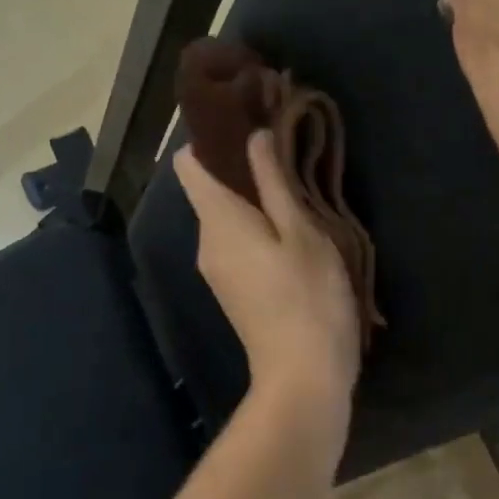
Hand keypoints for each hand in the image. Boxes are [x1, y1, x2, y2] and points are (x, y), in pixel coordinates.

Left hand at [176, 131, 360, 407]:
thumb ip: (274, 182)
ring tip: (296, 187)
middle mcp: (207, 241)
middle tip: (285, 150)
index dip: (210, 138)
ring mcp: (216, 269)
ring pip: (225, 216)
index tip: (245, 121)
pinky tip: (291, 229)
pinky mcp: (232, 288)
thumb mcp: (301, 232)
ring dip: (253, 198)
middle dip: (240, 166)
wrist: (302, 378)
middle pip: (209, 188)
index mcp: (218, 220)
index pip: (189, 165)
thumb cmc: (308, 298)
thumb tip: (254, 136)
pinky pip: (235, 241)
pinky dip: (255, 226)